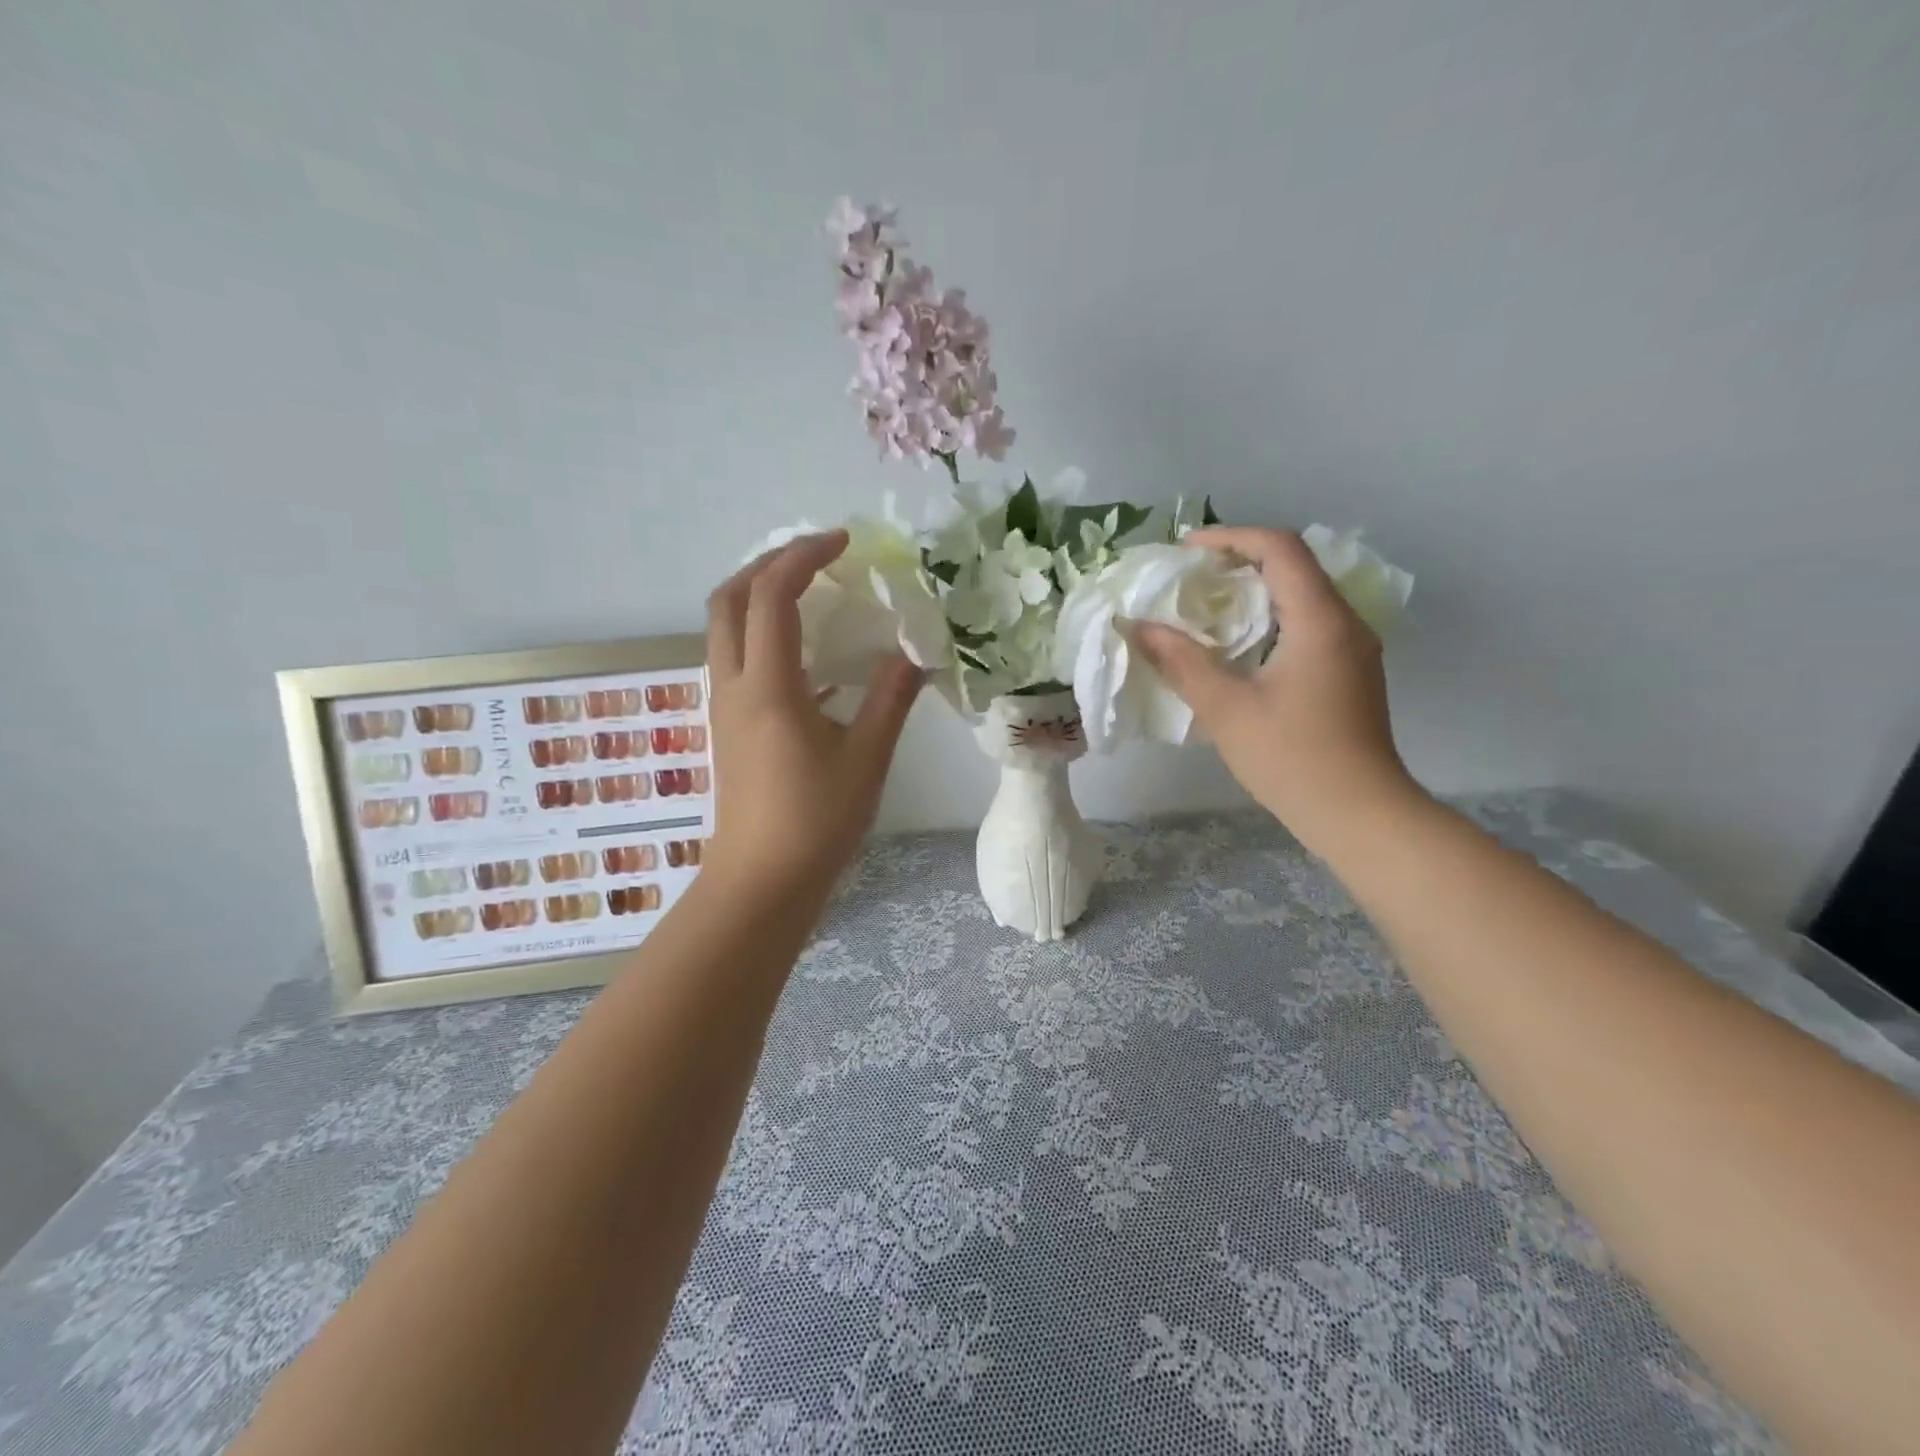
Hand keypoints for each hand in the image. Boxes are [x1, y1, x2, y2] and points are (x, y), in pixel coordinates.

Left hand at [702, 531, 922, 900]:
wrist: (761, 883)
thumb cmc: (816, 822)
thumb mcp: (867, 758)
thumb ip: (890, 697)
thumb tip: (914, 650)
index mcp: (768, 687)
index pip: (773, 595)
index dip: (804, 556)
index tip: (843, 542)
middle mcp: (733, 686)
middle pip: (729, 599)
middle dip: (768, 564)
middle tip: (816, 558)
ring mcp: (724, 707)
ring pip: (725, 628)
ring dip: (760, 597)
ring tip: (811, 593)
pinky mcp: (728, 727)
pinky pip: (736, 659)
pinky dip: (764, 635)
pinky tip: (810, 657)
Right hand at [1129, 526, 1418, 855]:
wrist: (1359, 814)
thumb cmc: (1292, 759)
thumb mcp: (1226, 709)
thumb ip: (1181, 662)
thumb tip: (1139, 627)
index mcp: (1320, 620)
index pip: (1281, 548)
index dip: (1232, 537)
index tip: (1186, 550)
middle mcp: (1345, 623)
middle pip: (1294, 566)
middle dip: (1239, 561)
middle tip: (1189, 578)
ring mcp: (1353, 648)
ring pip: (1302, 595)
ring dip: (1254, 591)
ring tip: (1206, 607)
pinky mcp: (1350, 672)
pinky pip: (1308, 624)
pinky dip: (1269, 618)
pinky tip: (1238, 646)